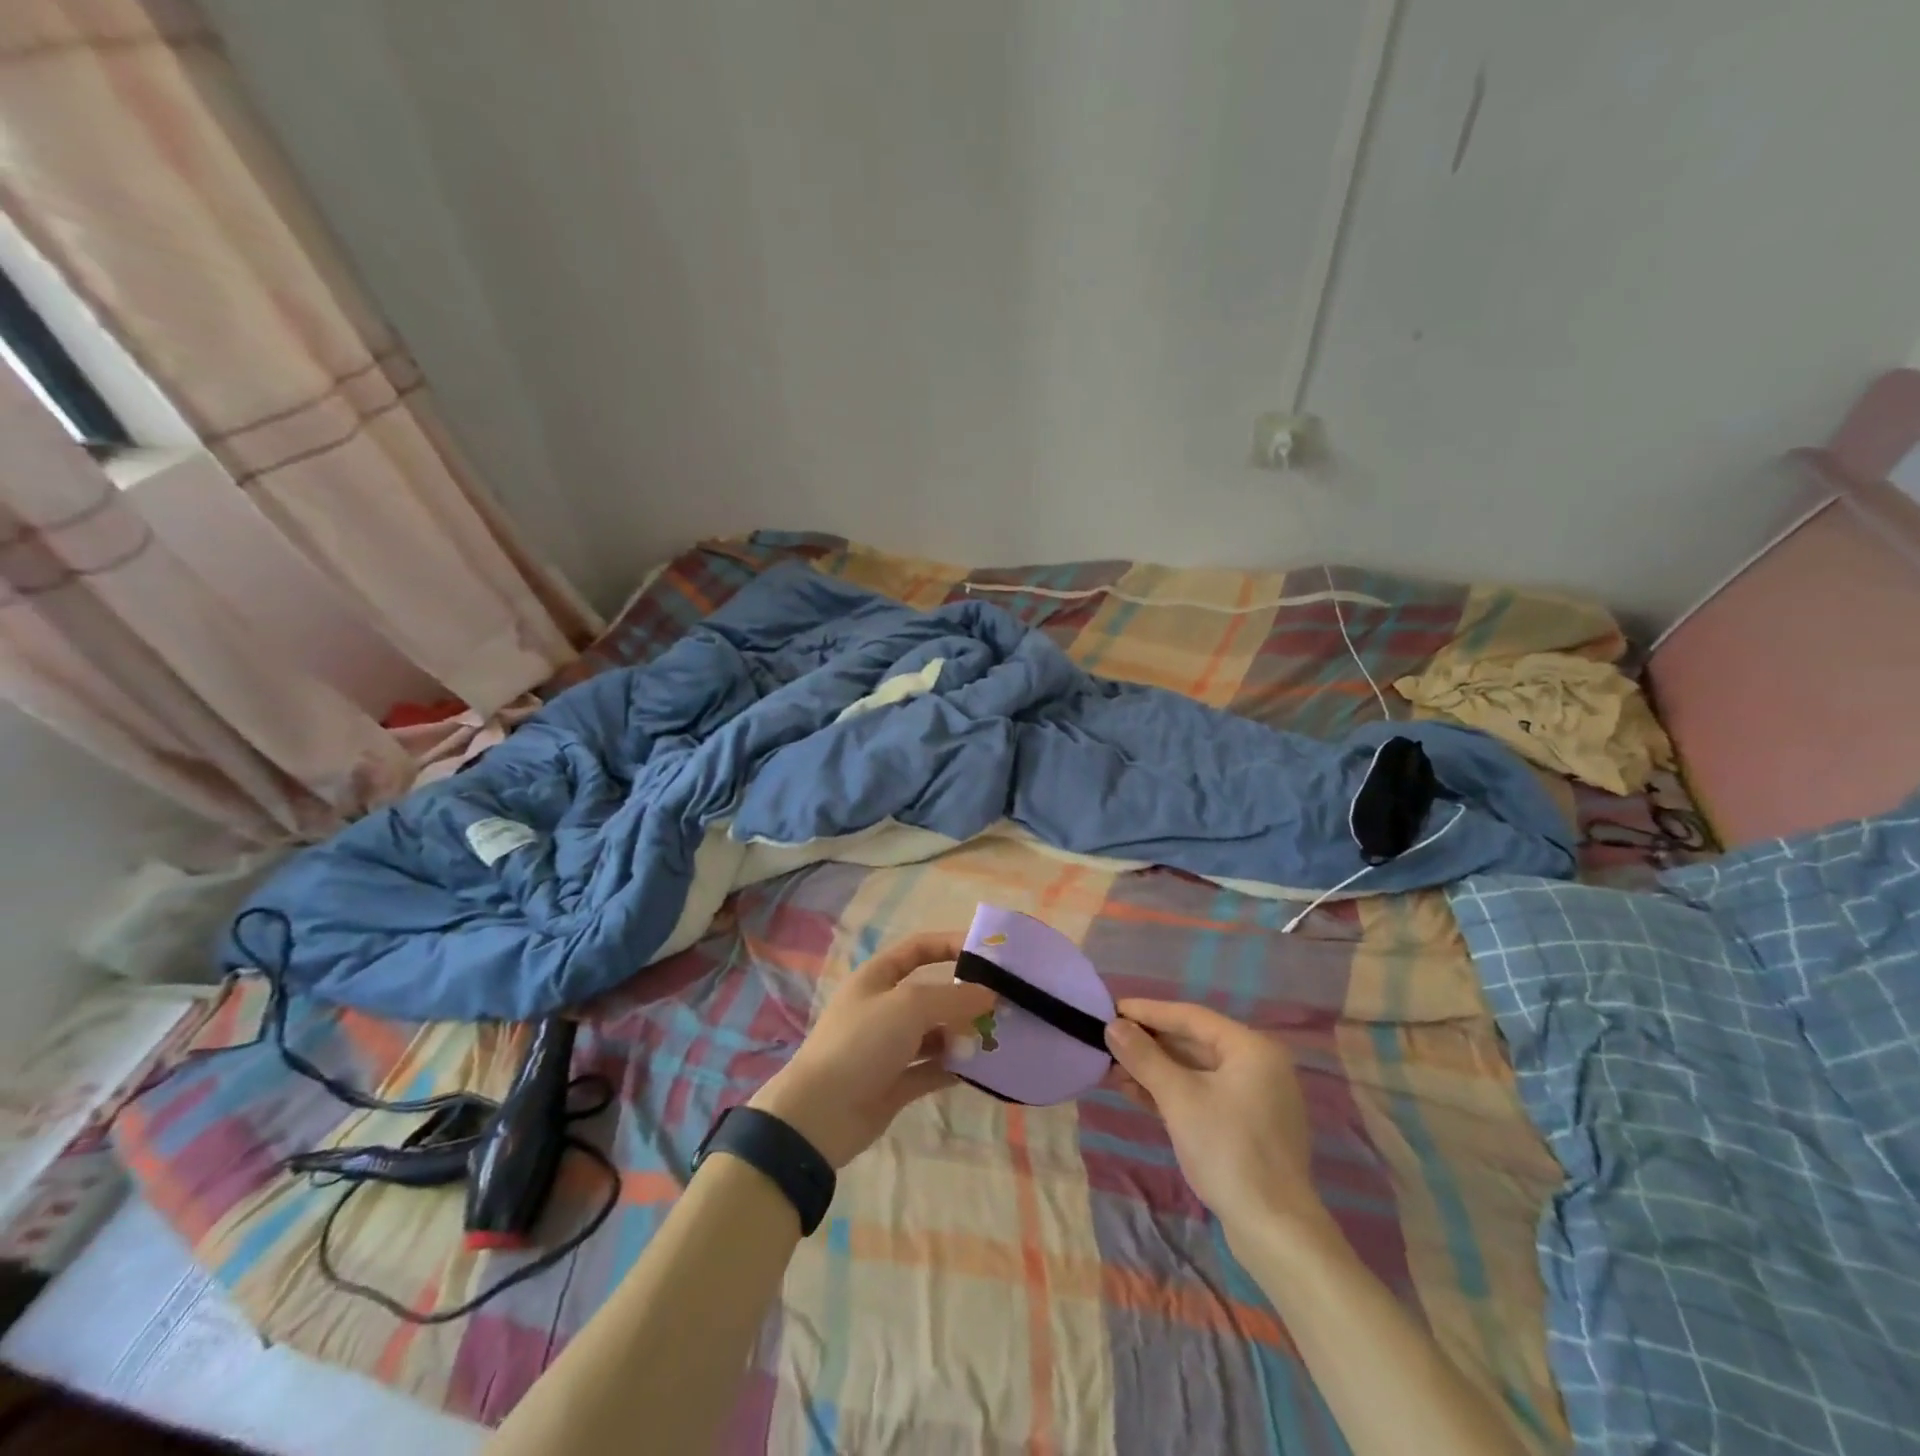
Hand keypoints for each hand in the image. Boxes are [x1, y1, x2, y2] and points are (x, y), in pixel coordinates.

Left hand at [748, 933, 995, 1168]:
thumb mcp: (909, 1006)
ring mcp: (889, 1046)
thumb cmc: (862, 1042)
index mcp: (878, 977)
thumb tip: (991, 994)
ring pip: (935, 1032)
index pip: (918, 948)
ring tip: (999, 1037)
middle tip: (1004, 1003)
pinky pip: (933, 1067)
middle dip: (965, 995)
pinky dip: (955, 1066)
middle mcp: (884, 1007)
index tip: (988, 953)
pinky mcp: (896, 1082)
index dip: (950, 944)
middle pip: (931, 992)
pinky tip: (982, 1068)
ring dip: (963, 1033)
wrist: (819, 1114)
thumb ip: (954, 996)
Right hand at [1104, 999, 1325, 1236]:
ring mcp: (1254, 1098)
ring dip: (1155, 1069)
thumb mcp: (1179, 1098)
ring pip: (1195, 1070)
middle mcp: (1257, 1065)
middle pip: (1193, 1042)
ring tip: (1114, 1067)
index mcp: (1251, 1048)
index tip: (1111, 1008)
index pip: (1191, 1017)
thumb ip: (1144, 1057)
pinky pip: (1203, 1094)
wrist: (1275, 1231)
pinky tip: (1136, 1093)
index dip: (1148, 1012)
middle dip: (1149, 1043)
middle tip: (1108, 1039)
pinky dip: (1171, 1092)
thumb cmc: (1228, 1151)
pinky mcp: (1246, 1126)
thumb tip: (1113, 1026)